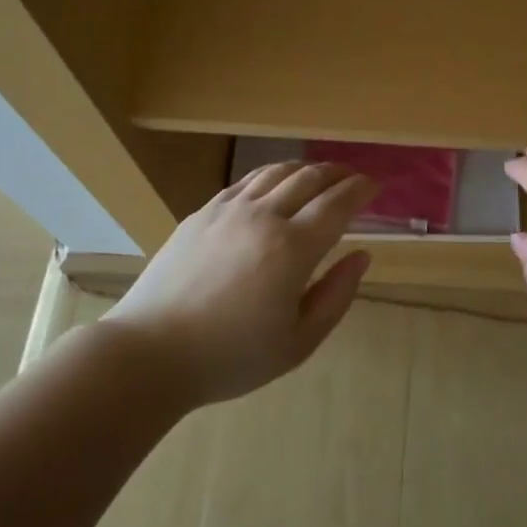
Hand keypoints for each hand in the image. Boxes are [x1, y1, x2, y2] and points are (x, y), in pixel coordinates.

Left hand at [102, 162, 377, 406]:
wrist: (150, 353)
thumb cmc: (231, 357)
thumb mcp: (298, 342)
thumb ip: (336, 295)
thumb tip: (362, 256)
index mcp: (292, 249)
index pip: (338, 204)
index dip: (361, 190)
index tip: (376, 186)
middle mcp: (262, 217)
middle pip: (309, 178)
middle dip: (338, 173)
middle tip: (354, 178)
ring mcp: (227, 210)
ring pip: (275, 172)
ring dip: (305, 168)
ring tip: (320, 175)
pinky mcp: (201, 213)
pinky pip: (244, 181)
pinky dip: (270, 175)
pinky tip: (274, 184)